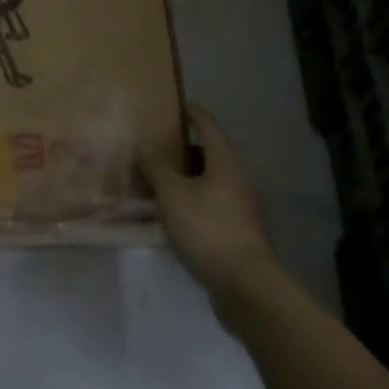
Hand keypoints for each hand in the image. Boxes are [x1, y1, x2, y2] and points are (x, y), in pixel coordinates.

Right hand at [138, 102, 278, 308]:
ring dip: (187, 178)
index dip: (192, 112)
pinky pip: (211, 205)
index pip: (208, 126)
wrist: (245, 286)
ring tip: (158, 180)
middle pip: (210, 154)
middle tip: (157, 145)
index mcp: (225, 163)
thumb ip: (156, 167)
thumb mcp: (172, 195)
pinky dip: (192, 201)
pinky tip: (173, 214)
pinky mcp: (238, 233)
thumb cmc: (208, 230)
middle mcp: (237, 180)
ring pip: (210, 182)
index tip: (175, 103)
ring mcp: (241, 208)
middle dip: (185, 148)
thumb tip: (144, 144)